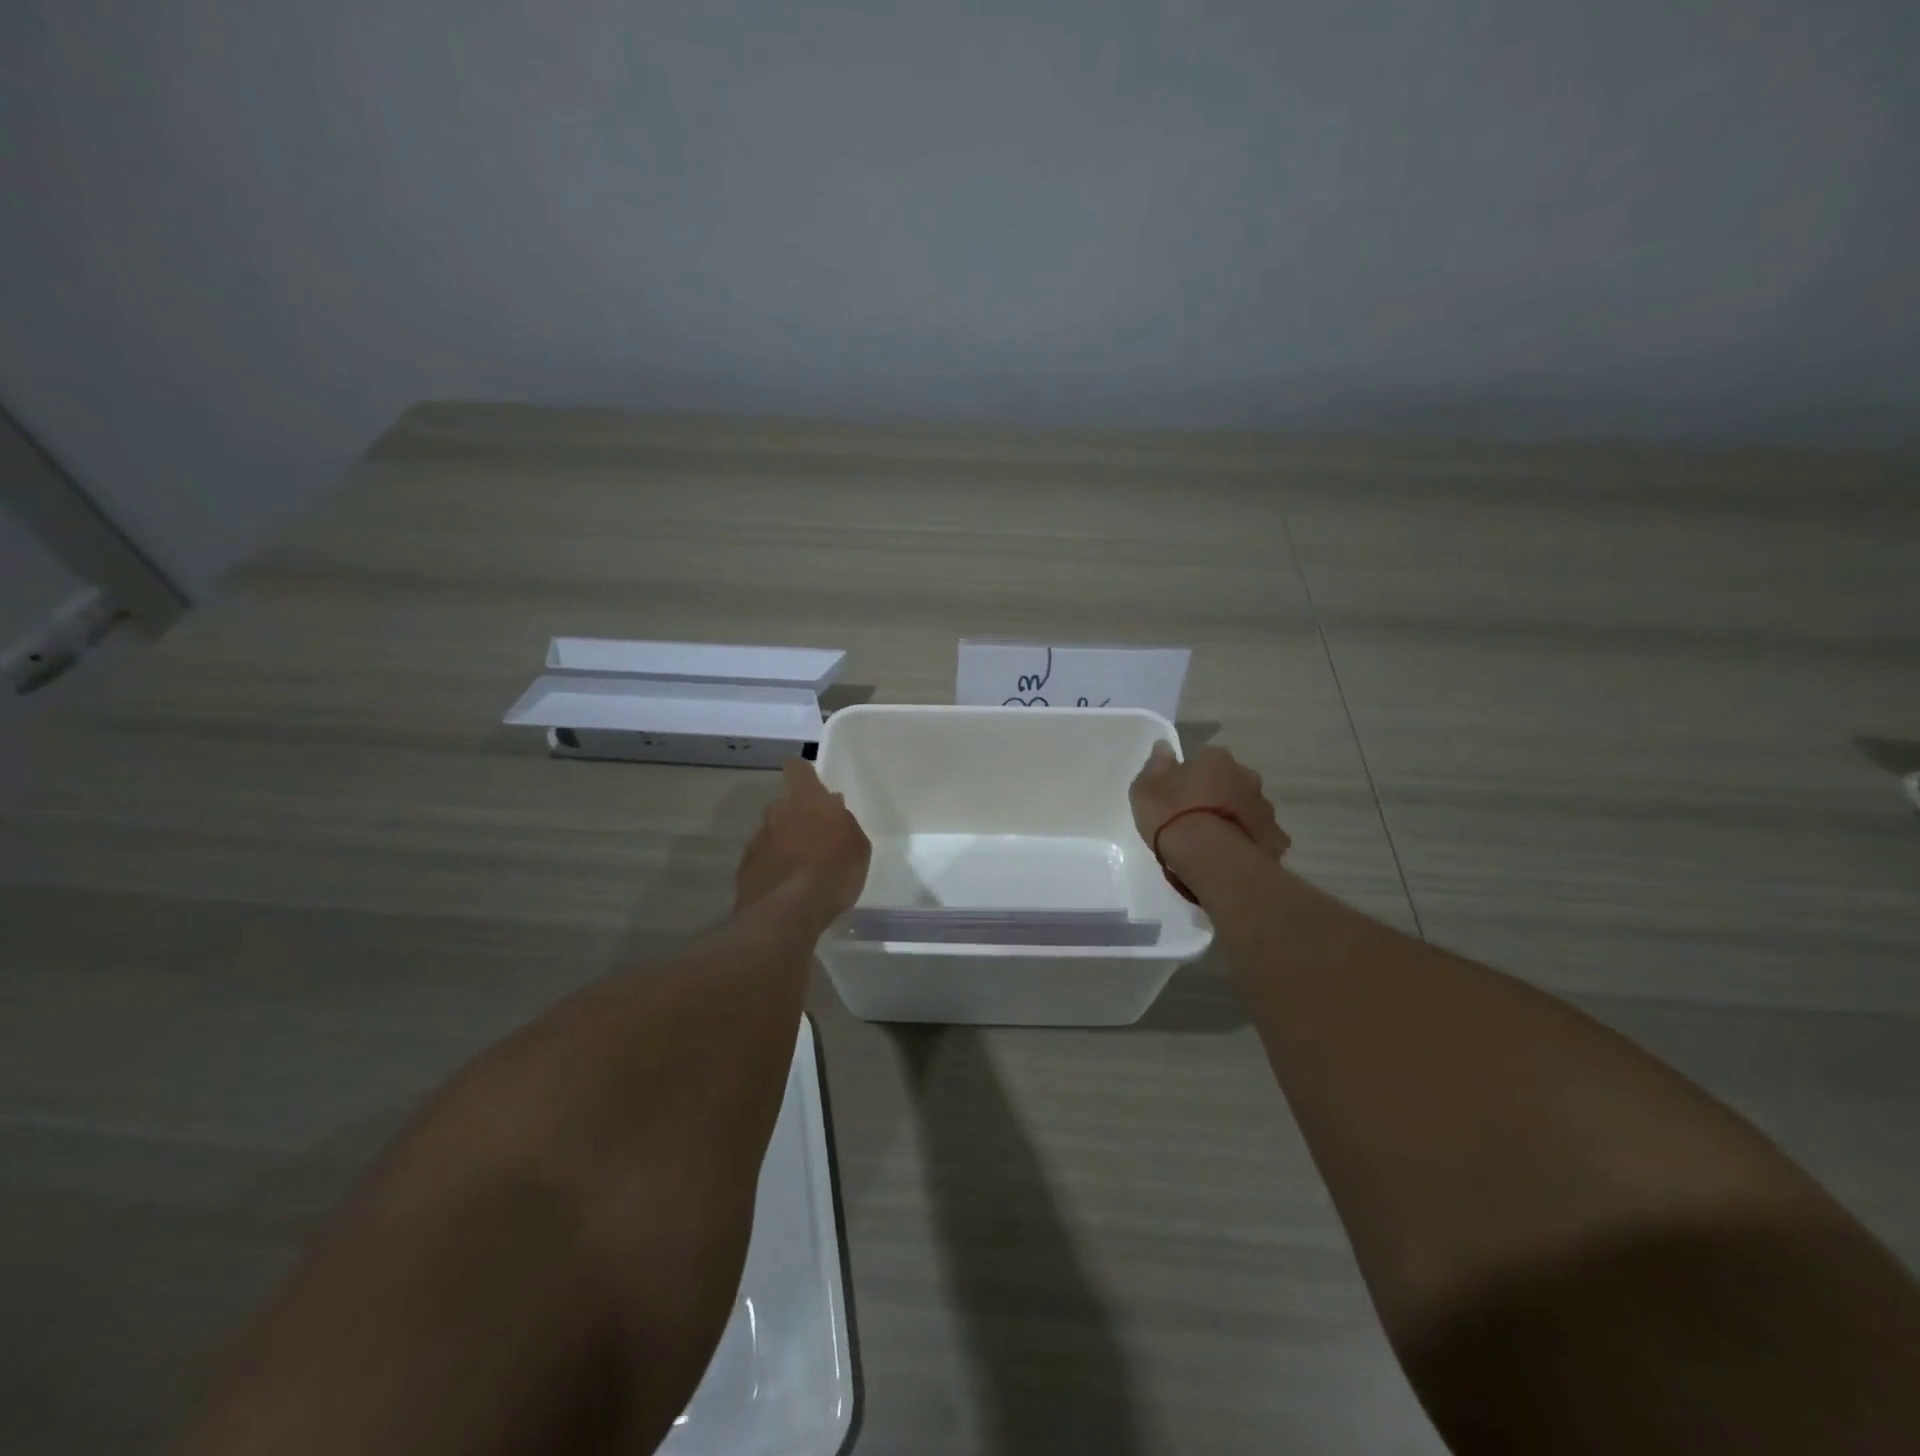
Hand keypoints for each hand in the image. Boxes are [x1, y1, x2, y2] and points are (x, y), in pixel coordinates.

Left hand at [734, 759, 871, 920]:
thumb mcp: (857, 846)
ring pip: (773, 833)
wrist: (787, 913)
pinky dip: (774, 868)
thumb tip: (833, 810)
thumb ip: (844, 823)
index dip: (804, 774)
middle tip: (817, 838)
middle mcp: (776, 813)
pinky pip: (763, 860)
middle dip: (798, 817)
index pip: (798, 768)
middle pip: (785, 805)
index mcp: (806, 800)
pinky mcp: (745, 869)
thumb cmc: (833, 871)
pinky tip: (787, 888)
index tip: (813, 785)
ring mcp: (757, 841)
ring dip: (785, 844)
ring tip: (803, 870)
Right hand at [1129, 741, 1288, 859]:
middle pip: (1229, 780)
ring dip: (1233, 815)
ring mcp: (1264, 807)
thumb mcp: (1145, 789)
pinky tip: (1231, 854)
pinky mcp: (1275, 838)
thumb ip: (1156, 765)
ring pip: (1246, 806)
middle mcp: (1246, 776)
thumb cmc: (1173, 816)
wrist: (1211, 859)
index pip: (1202, 757)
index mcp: (1215, 758)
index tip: (1176, 792)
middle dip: (1217, 792)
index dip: (1188, 774)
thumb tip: (1164, 747)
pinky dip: (1248, 840)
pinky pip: (1259, 834)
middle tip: (1195, 815)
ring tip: (1212, 839)